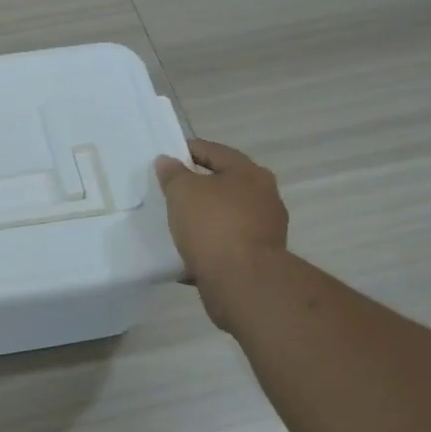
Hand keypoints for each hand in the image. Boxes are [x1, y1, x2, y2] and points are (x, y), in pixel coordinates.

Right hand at [155, 139, 288, 329]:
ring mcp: (264, 229)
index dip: (188, 151)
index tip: (166, 158)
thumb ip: (173, 174)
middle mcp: (263, 197)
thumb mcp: (184, 192)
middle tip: (170, 191)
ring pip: (226, 216)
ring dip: (204, 218)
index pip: (214, 152)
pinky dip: (209, 244)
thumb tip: (167, 161)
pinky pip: (227, 244)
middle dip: (199, 186)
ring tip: (177, 224)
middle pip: (225, 184)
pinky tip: (189, 252)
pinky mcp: (258, 257)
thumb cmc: (214, 226)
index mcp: (249, 174)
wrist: (242, 281)